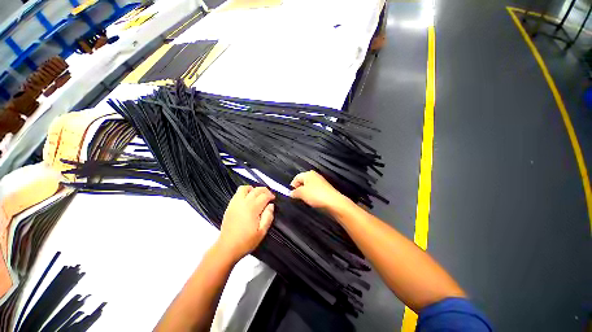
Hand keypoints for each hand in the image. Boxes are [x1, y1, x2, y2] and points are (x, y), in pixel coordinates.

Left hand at [217, 186, 274, 261]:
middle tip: (268, 195)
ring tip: (257, 195)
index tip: (273, 198)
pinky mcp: (230, 206)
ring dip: (253, 189)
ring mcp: (235, 203)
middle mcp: (244, 203)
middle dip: (264, 190)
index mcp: (252, 209)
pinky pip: (237, 193)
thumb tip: (271, 206)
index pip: (264, 196)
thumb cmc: (246, 241)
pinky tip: (248, 199)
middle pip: (256, 190)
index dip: (270, 195)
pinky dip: (245, 192)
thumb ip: (268, 216)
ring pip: (245, 188)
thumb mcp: (262, 232)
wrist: (227, 247)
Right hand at [290, 170, 349, 210]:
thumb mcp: (301, 193)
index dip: (292, 186)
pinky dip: (312, 195)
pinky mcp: (325, 189)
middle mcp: (314, 176)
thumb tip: (291, 193)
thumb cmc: (315, 195)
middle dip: (298, 189)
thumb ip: (294, 192)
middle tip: (297, 197)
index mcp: (308, 174)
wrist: (333, 202)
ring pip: (308, 187)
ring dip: (305, 193)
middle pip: (302, 181)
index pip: (296, 177)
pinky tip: (312, 201)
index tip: (291, 194)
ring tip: (305, 200)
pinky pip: (314, 191)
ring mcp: (320, 182)